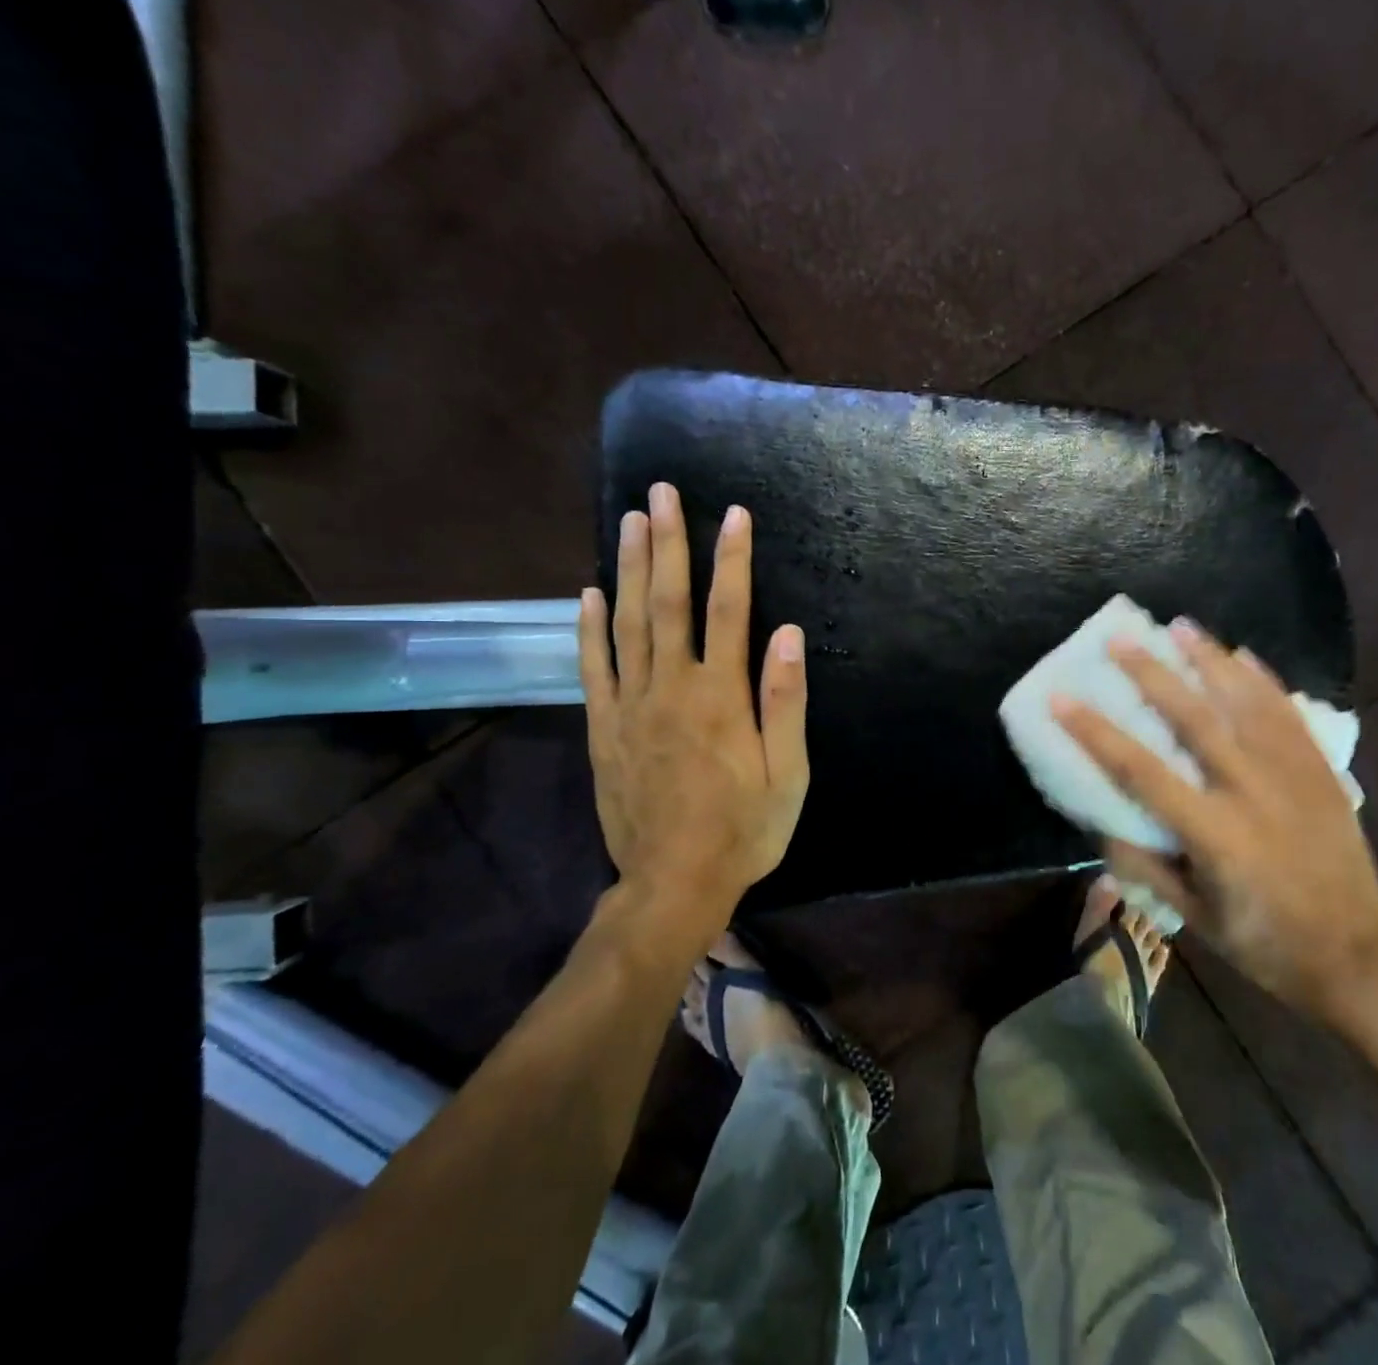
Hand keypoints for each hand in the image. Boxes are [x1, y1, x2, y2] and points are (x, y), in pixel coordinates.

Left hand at [578, 483, 809, 950]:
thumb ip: (785, 702)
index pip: (728, 610)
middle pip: (667, 602)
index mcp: (720, 696)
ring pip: (627, 623)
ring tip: (629, 521)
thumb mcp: (788, 774)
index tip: (734, 514)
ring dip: (629, 568)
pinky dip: (590, 626)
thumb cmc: (744, 829)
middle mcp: (671, 687)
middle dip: (667, 543)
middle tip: (660, 493)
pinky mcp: (605, 728)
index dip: (732, 559)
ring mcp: (631, 705)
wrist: (673, 884)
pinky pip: (594, 666)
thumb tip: (788, 633)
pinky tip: (589, 592)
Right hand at [1051, 622, 1377, 1020]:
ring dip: (1210, 661)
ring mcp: (1293, 776)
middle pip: (1194, 719)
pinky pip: (1289, 714)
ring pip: (1246, 703)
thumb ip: (1144, 865)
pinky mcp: (1321, 772)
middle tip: (1121, 638)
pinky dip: (1264, 681)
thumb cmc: (1264, 943)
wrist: (1357, 958)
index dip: (1095, 732)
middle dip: (1152, 674)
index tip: (1061, 698)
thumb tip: (1101, 822)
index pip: (1140, 770)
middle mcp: (1252, 791)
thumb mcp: (1193, 917)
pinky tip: (1243, 655)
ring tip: (1181, 626)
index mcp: (1214, 833)